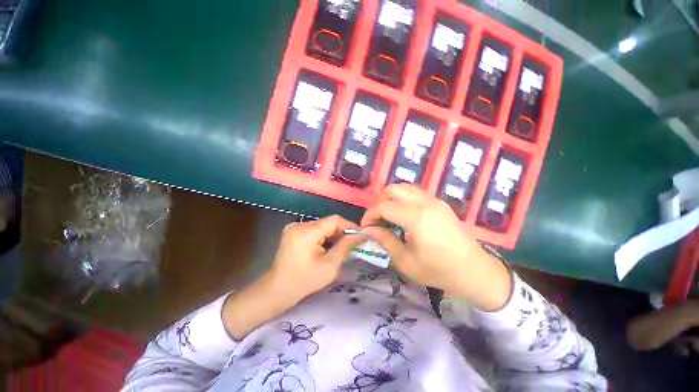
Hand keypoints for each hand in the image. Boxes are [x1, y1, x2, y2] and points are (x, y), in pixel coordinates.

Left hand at [267, 215, 365, 301]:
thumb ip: (346, 246)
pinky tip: (328, 247)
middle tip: (352, 243)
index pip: (334, 220)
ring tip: (341, 247)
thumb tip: (361, 235)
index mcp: (306, 232)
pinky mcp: (293, 231)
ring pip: (322, 225)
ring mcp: (294, 227)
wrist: (277, 290)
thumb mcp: (330, 266)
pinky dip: (324, 236)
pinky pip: (314, 229)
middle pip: (328, 222)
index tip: (360, 235)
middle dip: (341, 232)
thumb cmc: (305, 281)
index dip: (349, 225)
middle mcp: (299, 225)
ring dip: (333, 234)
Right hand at [361, 184, 511, 310]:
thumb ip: (384, 240)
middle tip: (378, 220)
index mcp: (416, 217)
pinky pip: (415, 193)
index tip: (366, 227)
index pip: (383, 206)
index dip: (370, 215)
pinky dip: (404, 199)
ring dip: (392, 199)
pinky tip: (405, 216)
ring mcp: (434, 200)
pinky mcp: (440, 203)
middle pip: (393, 189)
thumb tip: (368, 229)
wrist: (474, 271)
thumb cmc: (437, 270)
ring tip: (390, 217)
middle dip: (380, 202)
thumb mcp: (405, 261)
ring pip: (404, 188)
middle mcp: (425, 202)